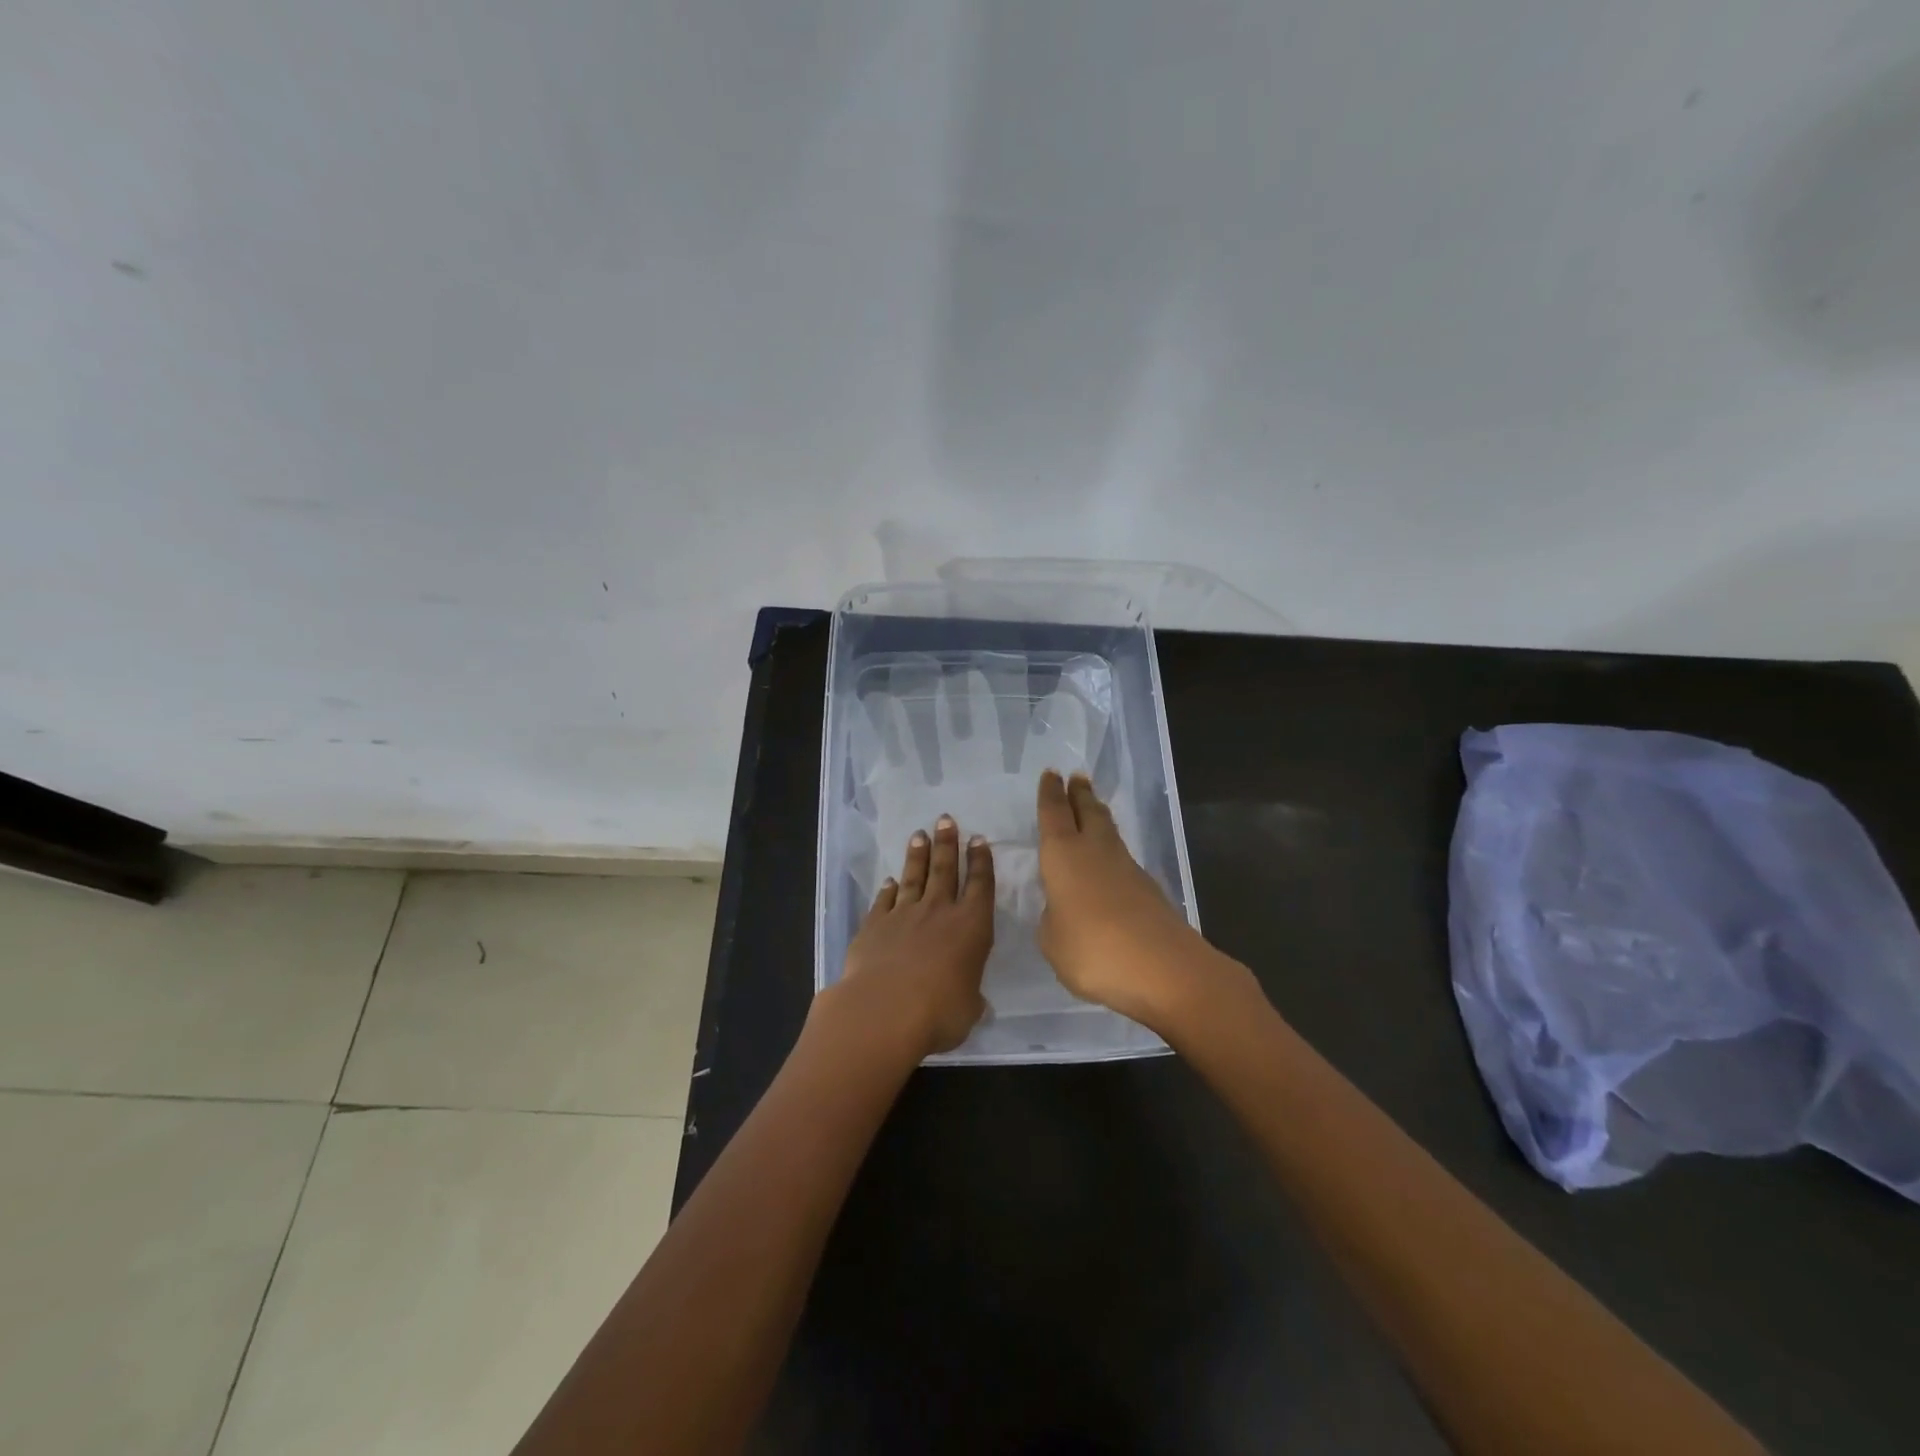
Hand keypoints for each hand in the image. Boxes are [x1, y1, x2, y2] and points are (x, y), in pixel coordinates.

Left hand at [824, 814, 994, 1057]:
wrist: (884, 1010)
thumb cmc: (939, 1012)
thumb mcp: (969, 1010)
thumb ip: (971, 998)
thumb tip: (975, 1002)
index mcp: (972, 926)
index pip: (980, 885)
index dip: (981, 861)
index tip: (978, 839)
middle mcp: (939, 912)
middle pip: (945, 870)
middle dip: (947, 843)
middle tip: (946, 819)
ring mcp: (904, 915)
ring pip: (913, 877)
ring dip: (917, 856)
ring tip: (919, 835)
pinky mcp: (874, 925)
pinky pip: (884, 901)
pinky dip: (887, 889)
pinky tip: (889, 881)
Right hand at [1036, 770, 1241, 1031]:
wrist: (1165, 970)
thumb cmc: (1094, 950)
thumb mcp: (1053, 941)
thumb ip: (1052, 919)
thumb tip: (1063, 910)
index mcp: (1064, 855)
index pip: (1054, 814)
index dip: (1050, 794)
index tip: (1051, 774)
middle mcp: (1096, 851)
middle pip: (1088, 812)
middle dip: (1080, 794)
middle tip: (1077, 777)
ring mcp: (1127, 869)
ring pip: (1109, 832)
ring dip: (1098, 816)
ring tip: (1092, 807)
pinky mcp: (1149, 890)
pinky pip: (1122, 859)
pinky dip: (1112, 851)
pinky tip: (1109, 862)